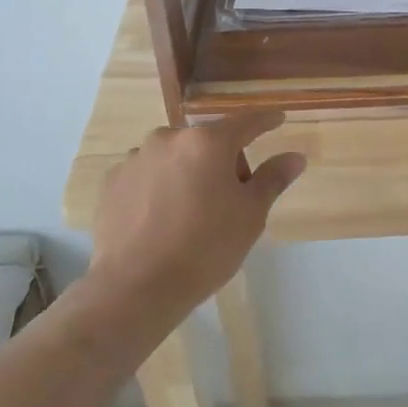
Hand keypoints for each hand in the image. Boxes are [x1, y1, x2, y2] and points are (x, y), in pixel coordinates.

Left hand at [90, 111, 304, 318]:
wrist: (135, 287)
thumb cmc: (204, 249)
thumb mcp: (250, 215)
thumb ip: (273, 179)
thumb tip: (295, 157)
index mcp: (207, 142)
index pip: (245, 122)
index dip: (265, 121)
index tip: (277, 119)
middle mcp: (168, 139)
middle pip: (207, 142)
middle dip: (223, 161)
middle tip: (231, 199)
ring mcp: (135, 158)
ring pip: (175, 157)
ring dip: (188, 172)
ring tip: (191, 213)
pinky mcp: (112, 181)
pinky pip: (147, 174)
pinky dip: (159, 187)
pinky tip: (161, 219)